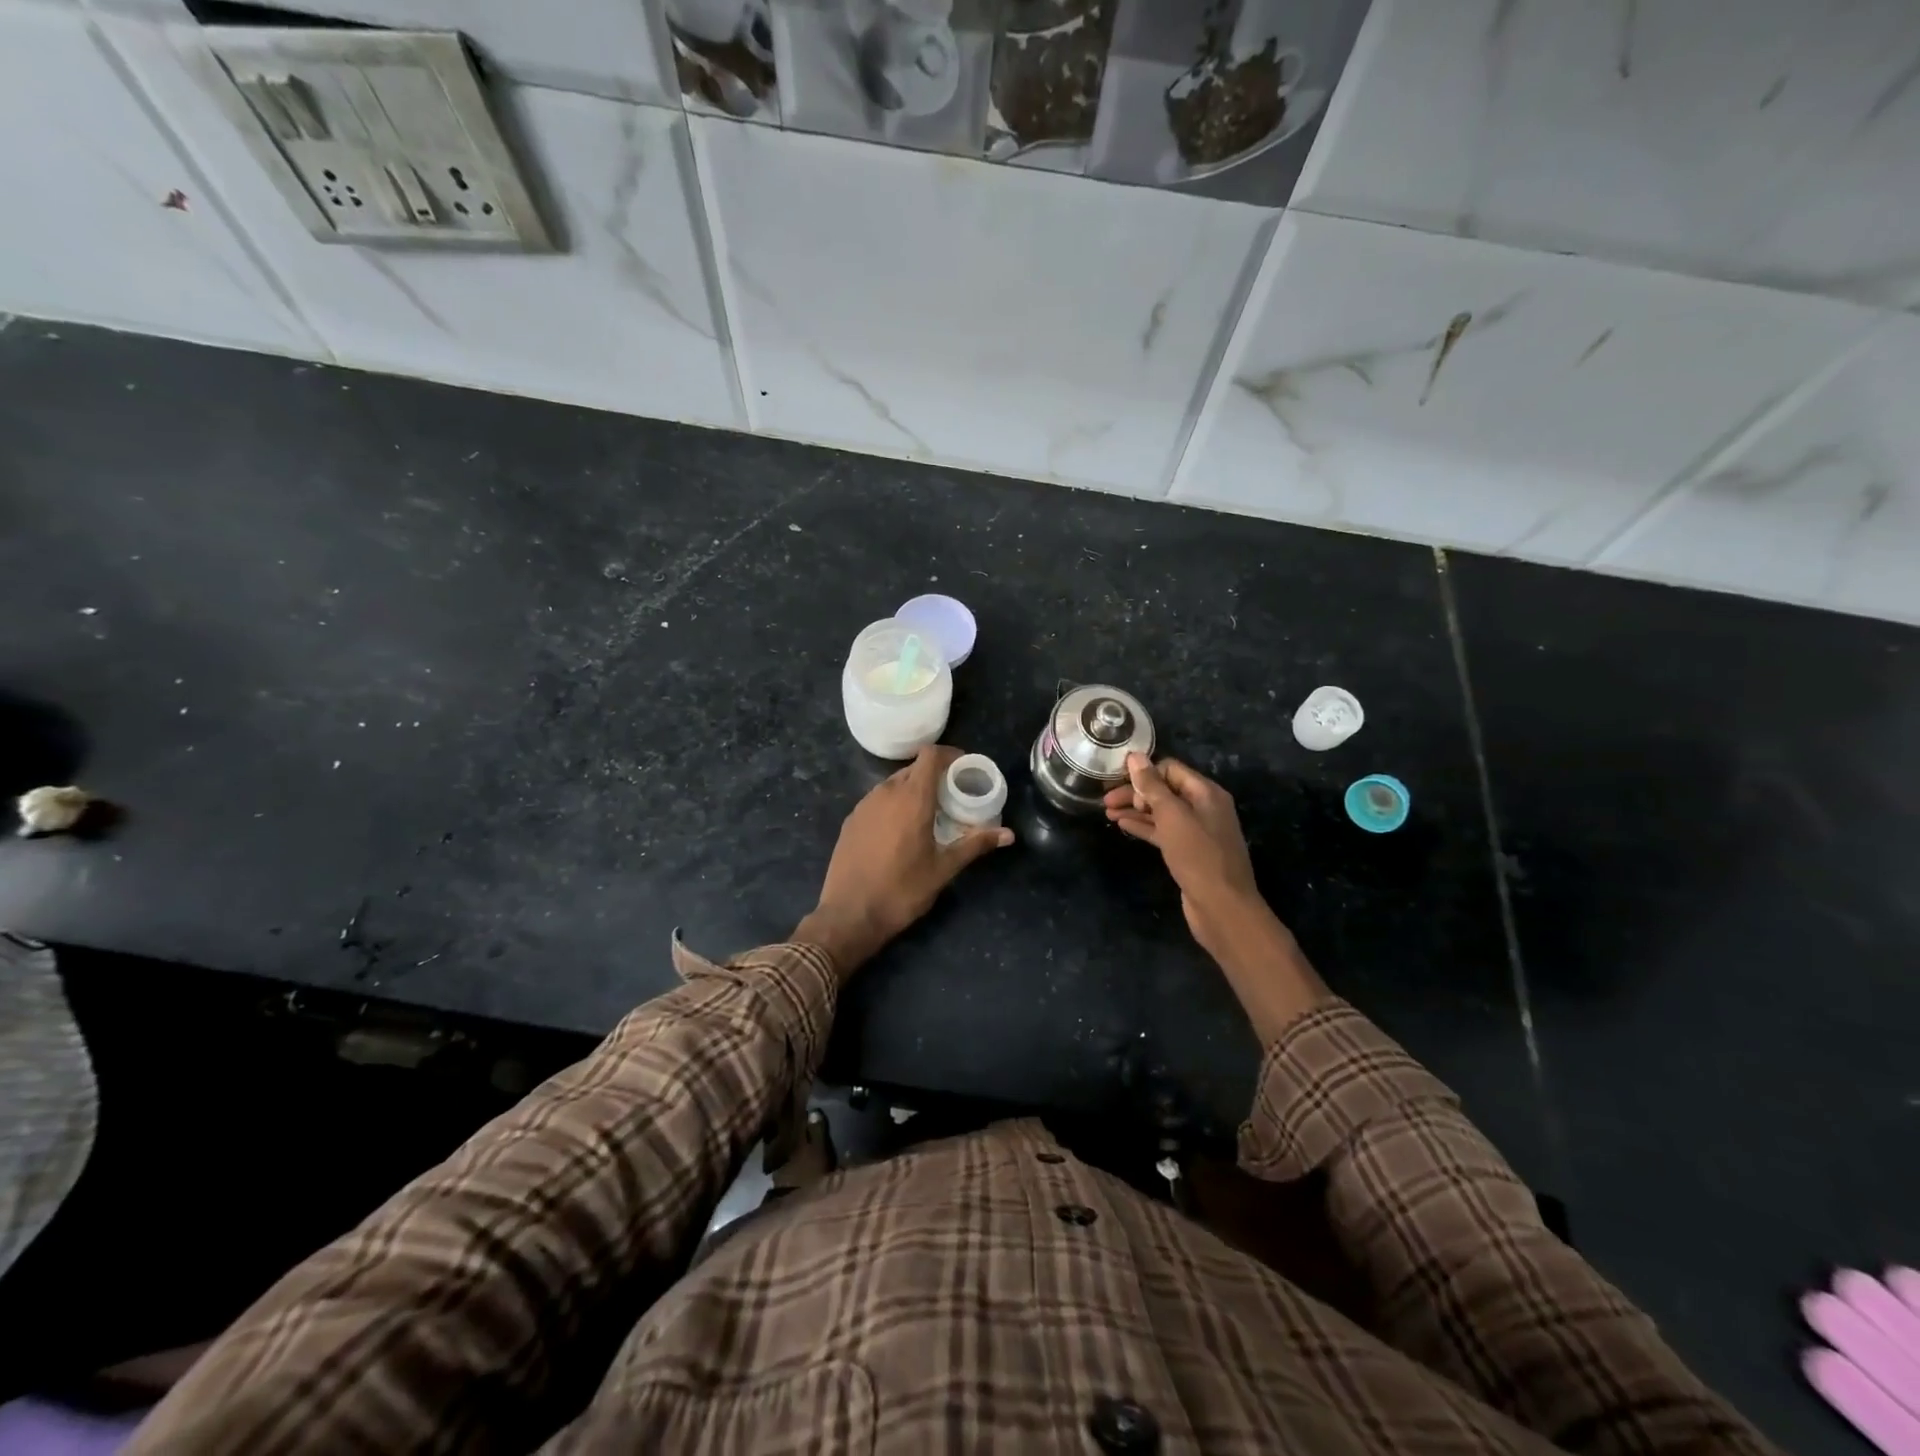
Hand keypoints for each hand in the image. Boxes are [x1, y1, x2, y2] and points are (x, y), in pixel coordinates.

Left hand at [794, 745, 1013, 976]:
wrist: (849, 915)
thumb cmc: (902, 890)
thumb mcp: (943, 869)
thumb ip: (975, 845)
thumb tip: (1009, 835)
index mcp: (912, 798)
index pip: (930, 755)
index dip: (949, 754)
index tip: (964, 768)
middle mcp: (886, 793)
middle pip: (913, 768)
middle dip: (934, 775)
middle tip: (952, 795)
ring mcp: (864, 805)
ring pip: (893, 784)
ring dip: (912, 789)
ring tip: (929, 812)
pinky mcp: (851, 820)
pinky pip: (877, 799)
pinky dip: (893, 803)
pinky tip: (900, 829)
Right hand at [1106, 754, 1327, 1036]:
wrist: (1222, 908)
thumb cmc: (1198, 857)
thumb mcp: (1172, 816)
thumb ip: (1152, 786)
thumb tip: (1135, 757)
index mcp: (1206, 793)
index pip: (1170, 769)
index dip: (1144, 773)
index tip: (1117, 781)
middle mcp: (1204, 808)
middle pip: (1165, 790)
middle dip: (1135, 792)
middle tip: (1105, 800)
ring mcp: (1197, 831)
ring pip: (1161, 812)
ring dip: (1135, 810)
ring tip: (1106, 812)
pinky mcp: (1189, 852)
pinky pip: (1163, 832)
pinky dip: (1144, 826)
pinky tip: (1123, 825)